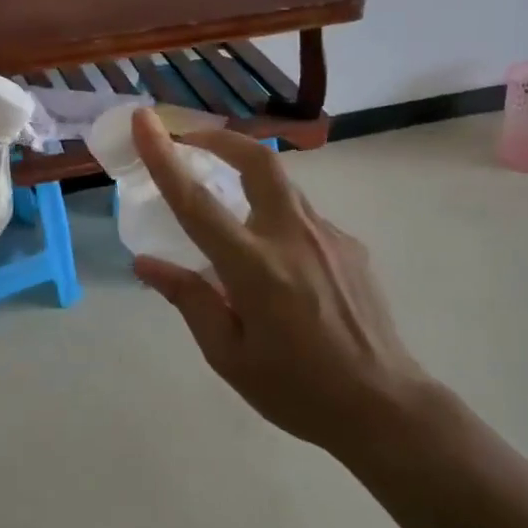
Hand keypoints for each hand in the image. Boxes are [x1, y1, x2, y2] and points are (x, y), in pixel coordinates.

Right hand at [129, 110, 454, 464]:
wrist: (383, 405)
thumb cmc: (296, 389)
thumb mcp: (228, 355)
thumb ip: (189, 300)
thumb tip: (147, 263)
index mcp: (254, 267)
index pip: (196, 202)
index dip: (164, 157)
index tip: (144, 121)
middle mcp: (292, 237)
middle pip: (258, 161)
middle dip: (222, 139)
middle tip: (193, 142)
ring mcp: (329, 236)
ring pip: (282, 189)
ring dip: (249, 183)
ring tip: (230, 217)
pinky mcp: (351, 246)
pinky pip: (304, 220)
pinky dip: (277, 223)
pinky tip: (278, 267)